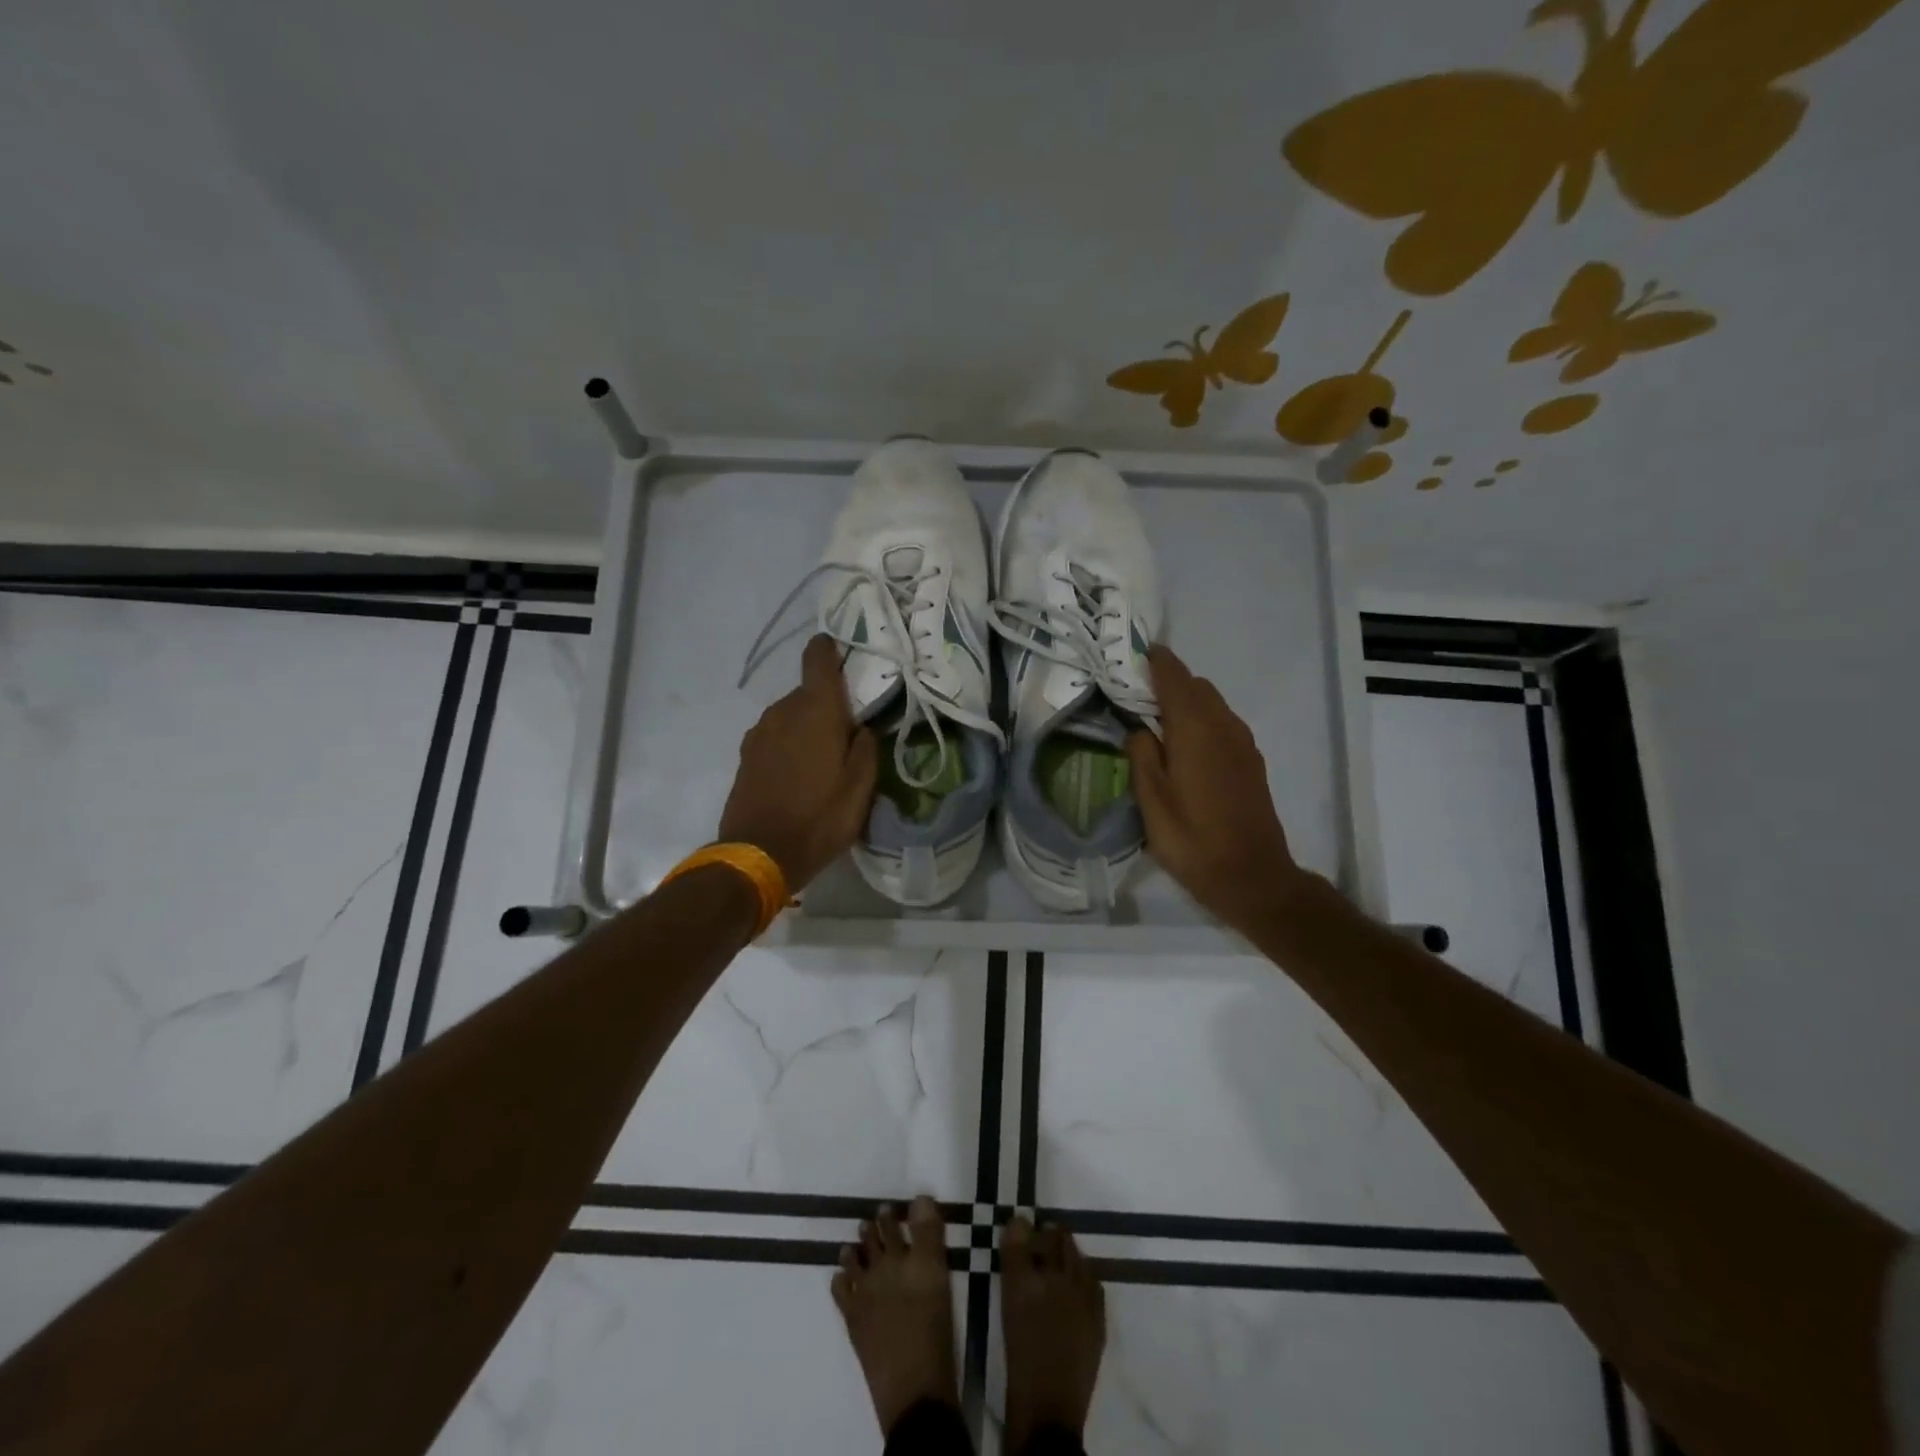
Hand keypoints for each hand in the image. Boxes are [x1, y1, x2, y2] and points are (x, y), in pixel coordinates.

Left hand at [718, 635, 877, 891]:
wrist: (758, 854)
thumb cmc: (819, 818)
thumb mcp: (861, 787)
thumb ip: (866, 747)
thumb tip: (862, 726)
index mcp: (815, 709)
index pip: (818, 656)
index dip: (830, 649)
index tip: (845, 655)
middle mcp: (783, 710)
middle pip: (809, 692)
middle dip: (829, 705)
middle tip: (850, 732)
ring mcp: (759, 732)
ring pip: (791, 715)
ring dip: (808, 727)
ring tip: (826, 760)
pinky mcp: (746, 755)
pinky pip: (776, 736)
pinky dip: (790, 745)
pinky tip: (801, 774)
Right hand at [1126, 645, 1307, 935]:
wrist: (1251, 876)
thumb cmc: (1192, 838)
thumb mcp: (1151, 799)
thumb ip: (1142, 755)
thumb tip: (1138, 729)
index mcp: (1195, 729)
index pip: (1175, 678)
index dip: (1155, 661)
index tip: (1134, 652)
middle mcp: (1224, 726)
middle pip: (1197, 686)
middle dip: (1169, 681)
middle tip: (1136, 693)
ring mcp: (1242, 744)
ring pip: (1212, 704)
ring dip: (1187, 701)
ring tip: (1156, 719)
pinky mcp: (1251, 762)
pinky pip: (1223, 724)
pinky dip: (1202, 720)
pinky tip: (1184, 745)